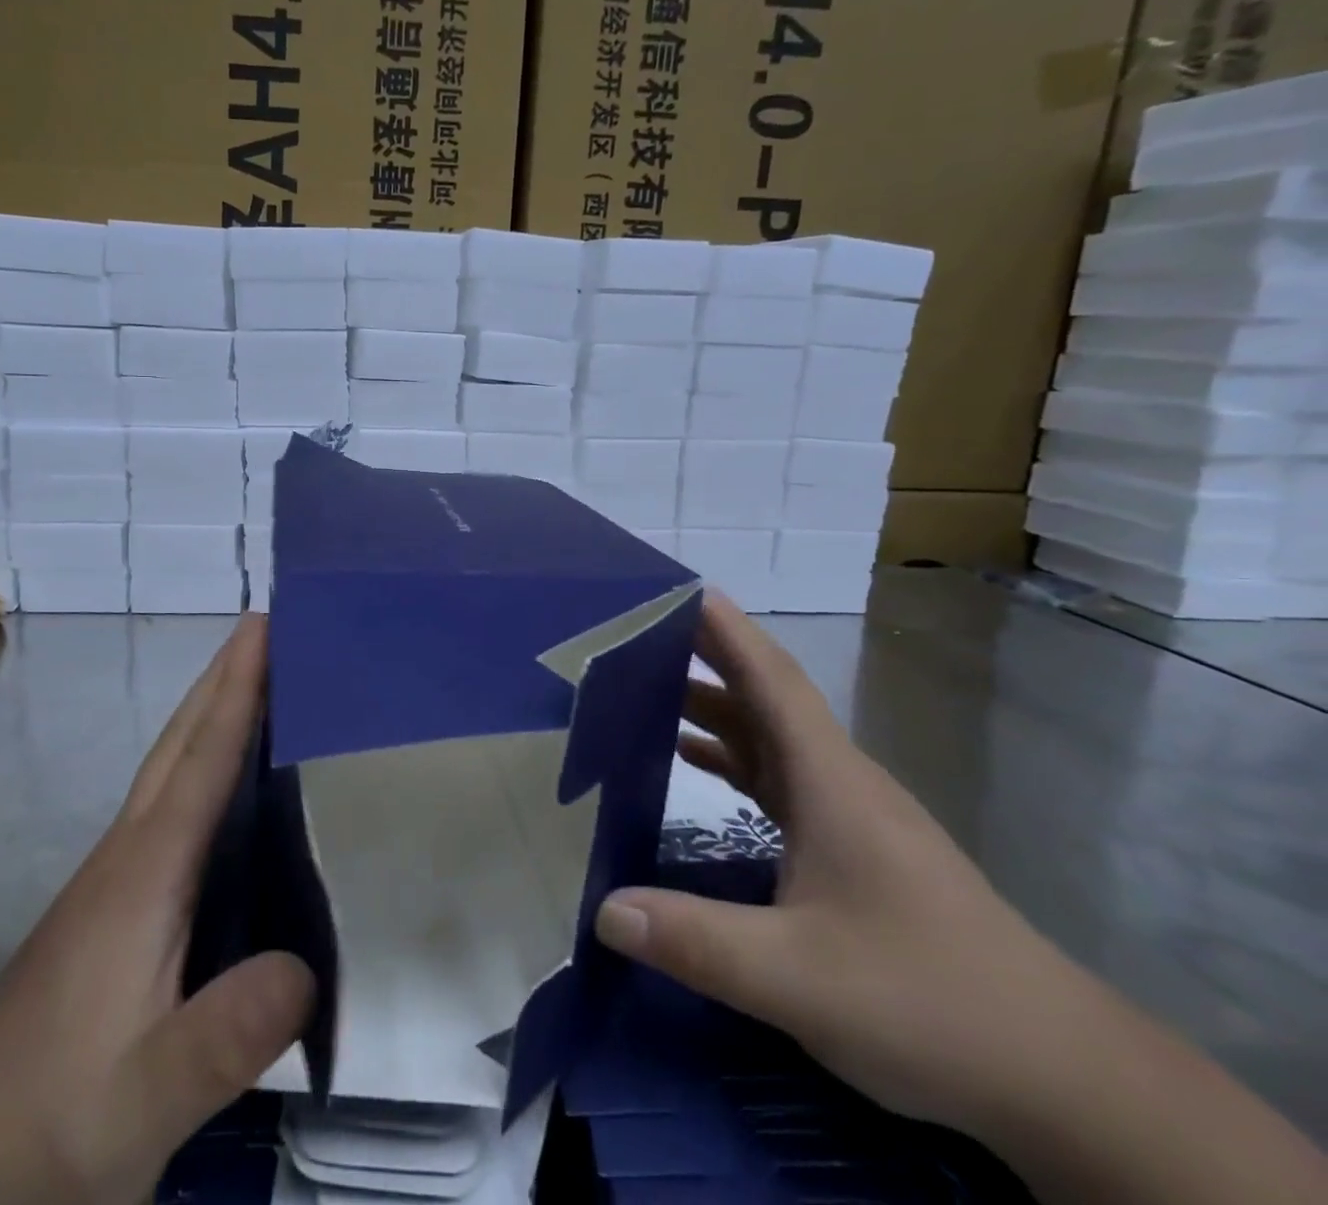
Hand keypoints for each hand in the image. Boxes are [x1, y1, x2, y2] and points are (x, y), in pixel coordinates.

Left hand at [0, 614, 312, 1204]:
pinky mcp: (119, 896)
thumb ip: (221, 1039)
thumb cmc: (53, 1114)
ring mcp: (119, 871)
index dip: (238, 688)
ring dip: (212, 707)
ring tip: (259, 675)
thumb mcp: (144, 1097)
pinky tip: (228, 774)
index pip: (203, 758)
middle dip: (223, 675)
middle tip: (266, 624)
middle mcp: (132, 850)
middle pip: (181, 739)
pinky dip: (203, 755)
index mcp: (148, 872)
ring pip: (171, 762)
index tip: (264, 624)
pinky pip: (172, 796)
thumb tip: (306, 968)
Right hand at [594, 594, 1327, 1204]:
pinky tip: (693, 761)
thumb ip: (695, 941)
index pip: (771, 678)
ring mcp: (849, 816)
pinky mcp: (853, 849)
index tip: (674, 588)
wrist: (1064, 1079)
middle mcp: (840, 781)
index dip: (724, 629)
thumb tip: (602, 910)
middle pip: (764, 697)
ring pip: (770, 737)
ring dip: (713, 706)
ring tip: (644, 687)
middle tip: (633, 630)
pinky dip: (731, 757)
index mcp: (831, 781)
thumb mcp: (798, 979)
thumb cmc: (930, 1001)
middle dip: (704, 656)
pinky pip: (777, 779)